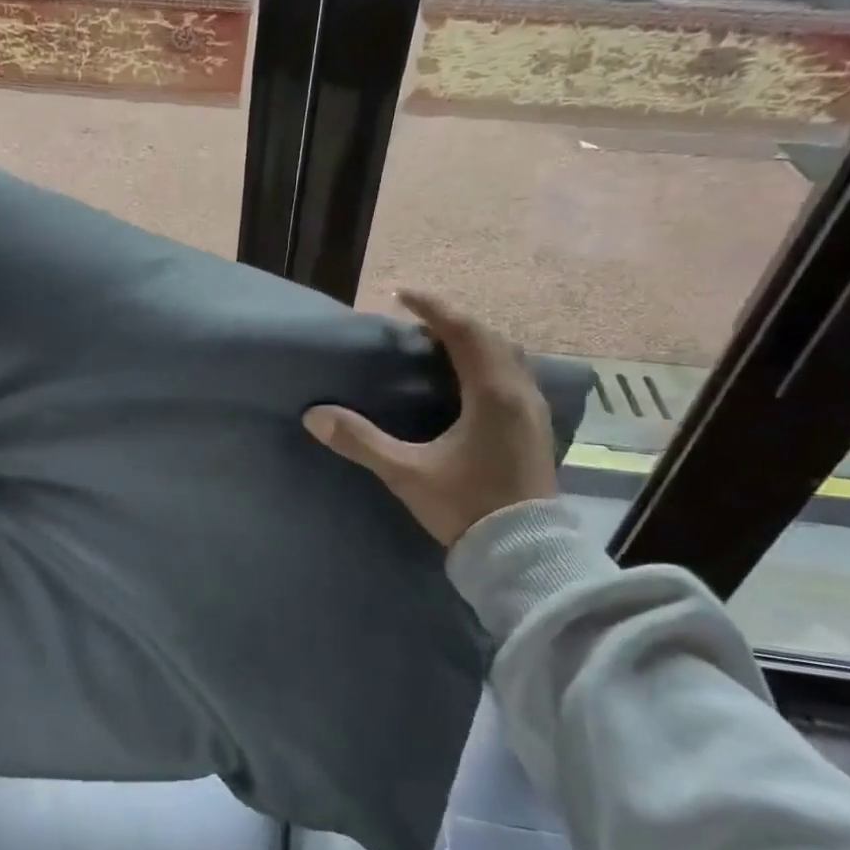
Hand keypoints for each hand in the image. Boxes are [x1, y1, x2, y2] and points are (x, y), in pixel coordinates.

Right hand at [303, 291, 556, 547]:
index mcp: (492, 394)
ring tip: (440, 350)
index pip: (463, 332)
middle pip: (490, 338)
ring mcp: (533, 413)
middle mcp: (519, 394)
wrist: (525, 554)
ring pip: (507, 358)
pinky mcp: (535, 431)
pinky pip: (513, 379)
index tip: (401, 295)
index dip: (432, 309)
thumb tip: (314, 416)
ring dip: (475, 344)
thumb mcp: (407, 472)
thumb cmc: (467, 506)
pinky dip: (488, 366)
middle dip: (454, 323)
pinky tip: (467, 386)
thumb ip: (361, 441)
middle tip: (418, 325)